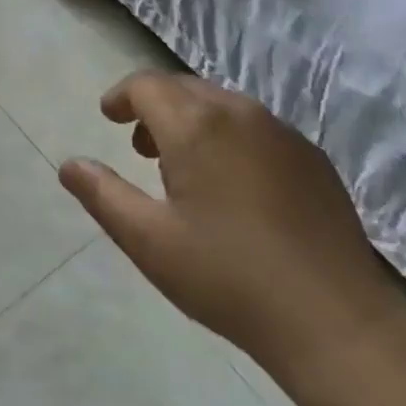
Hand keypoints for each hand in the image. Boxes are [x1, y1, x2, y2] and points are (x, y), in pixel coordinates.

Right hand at [59, 72, 403, 371]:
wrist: (335, 320)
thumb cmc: (228, 277)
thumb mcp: (149, 241)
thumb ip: (103, 195)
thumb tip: (70, 165)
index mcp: (196, 125)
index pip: (147, 85)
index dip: (121, 96)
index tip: (108, 117)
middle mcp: (240, 113)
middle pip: (185, 88)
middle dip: (155, 107)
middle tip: (139, 148)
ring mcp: (283, 133)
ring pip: (223, 105)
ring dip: (192, 121)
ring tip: (183, 168)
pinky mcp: (313, 158)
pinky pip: (257, 128)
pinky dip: (230, 137)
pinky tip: (234, 186)